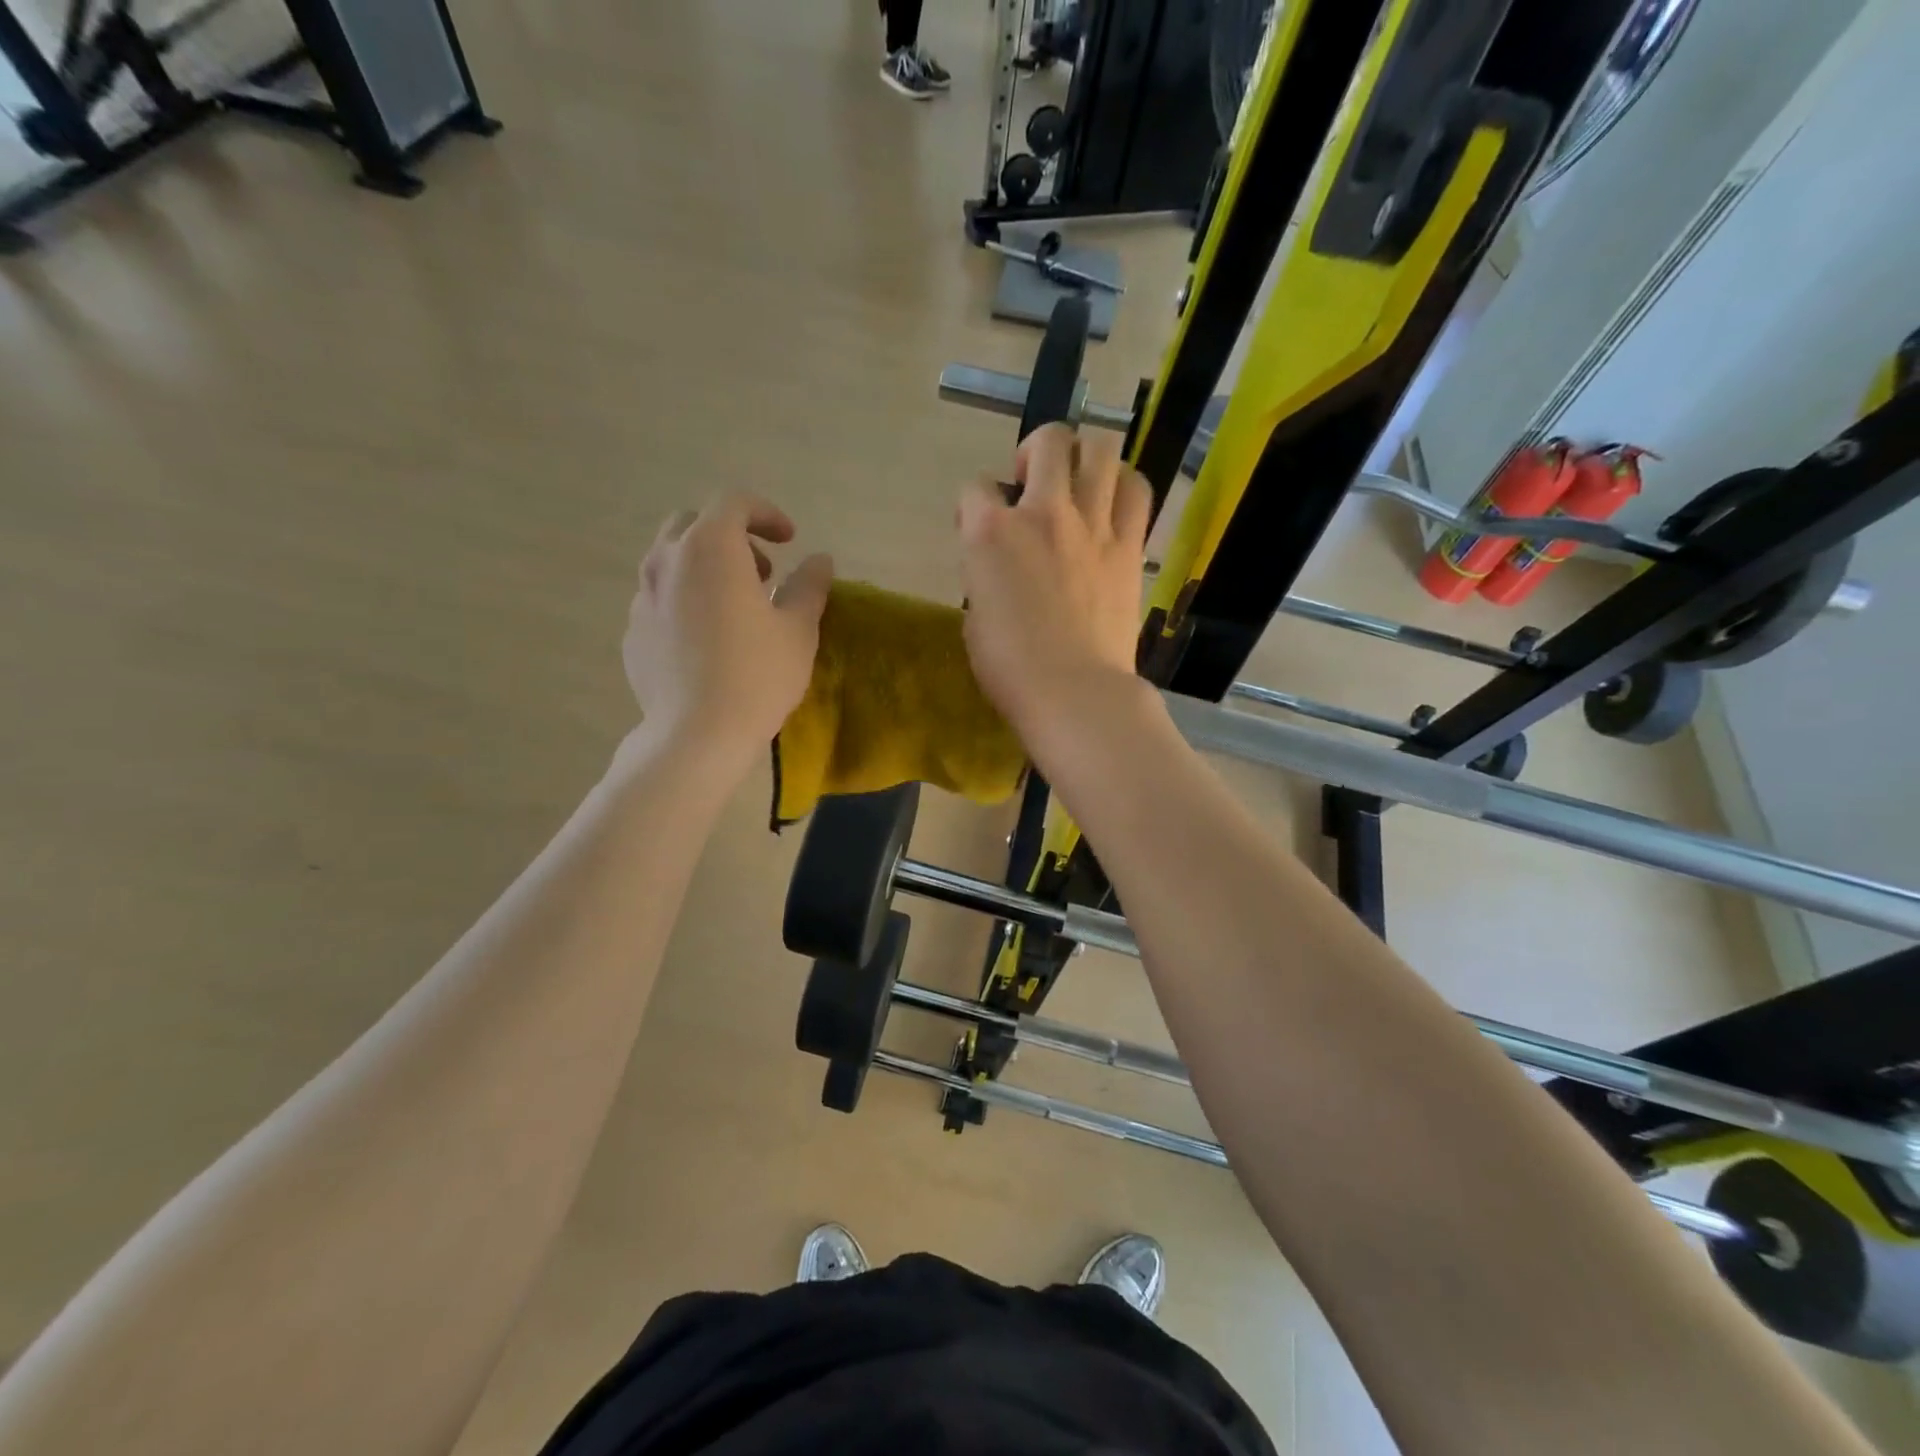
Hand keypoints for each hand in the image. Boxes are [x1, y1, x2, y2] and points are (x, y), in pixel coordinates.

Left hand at [623, 495, 832, 764]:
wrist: (696, 735)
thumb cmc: (757, 675)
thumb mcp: (798, 629)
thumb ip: (809, 585)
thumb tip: (820, 561)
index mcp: (710, 548)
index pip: (734, 503)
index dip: (766, 514)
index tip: (790, 541)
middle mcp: (667, 562)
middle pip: (693, 524)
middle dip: (731, 537)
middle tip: (762, 571)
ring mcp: (642, 598)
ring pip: (671, 561)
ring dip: (705, 568)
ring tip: (735, 606)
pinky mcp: (634, 633)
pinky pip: (660, 600)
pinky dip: (686, 602)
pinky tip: (708, 640)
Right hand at [957, 425, 1152, 742]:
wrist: (1074, 691)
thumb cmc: (1010, 668)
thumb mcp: (975, 617)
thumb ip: (985, 576)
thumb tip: (1000, 566)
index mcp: (991, 533)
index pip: (974, 488)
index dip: (973, 505)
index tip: (977, 528)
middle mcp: (1042, 513)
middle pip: (1048, 441)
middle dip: (1035, 451)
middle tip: (1032, 483)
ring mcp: (1092, 525)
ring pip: (1100, 450)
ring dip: (1085, 457)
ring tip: (1078, 483)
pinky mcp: (1128, 545)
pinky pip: (1137, 490)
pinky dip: (1124, 486)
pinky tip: (1113, 504)